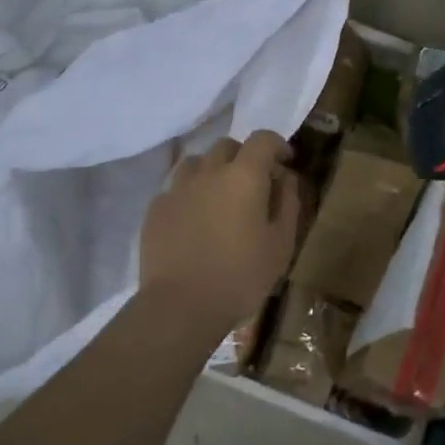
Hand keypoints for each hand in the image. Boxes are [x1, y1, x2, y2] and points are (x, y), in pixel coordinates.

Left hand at [140, 130, 301, 334]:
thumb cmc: (241, 276)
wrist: (180, 305)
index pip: (263, 139)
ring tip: (220, 198)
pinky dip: (190, 194)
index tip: (285, 162)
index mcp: (243, 176)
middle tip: (254, 184)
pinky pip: (176, 188)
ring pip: (197, 163)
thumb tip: (285, 177)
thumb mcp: (281, 244)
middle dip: (244, 157)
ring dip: (213, 171)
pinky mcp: (156, 208)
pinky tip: (195, 221)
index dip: (277, 145)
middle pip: (227, 145)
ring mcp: (177, 188)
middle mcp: (208, 172)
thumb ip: (288, 203)